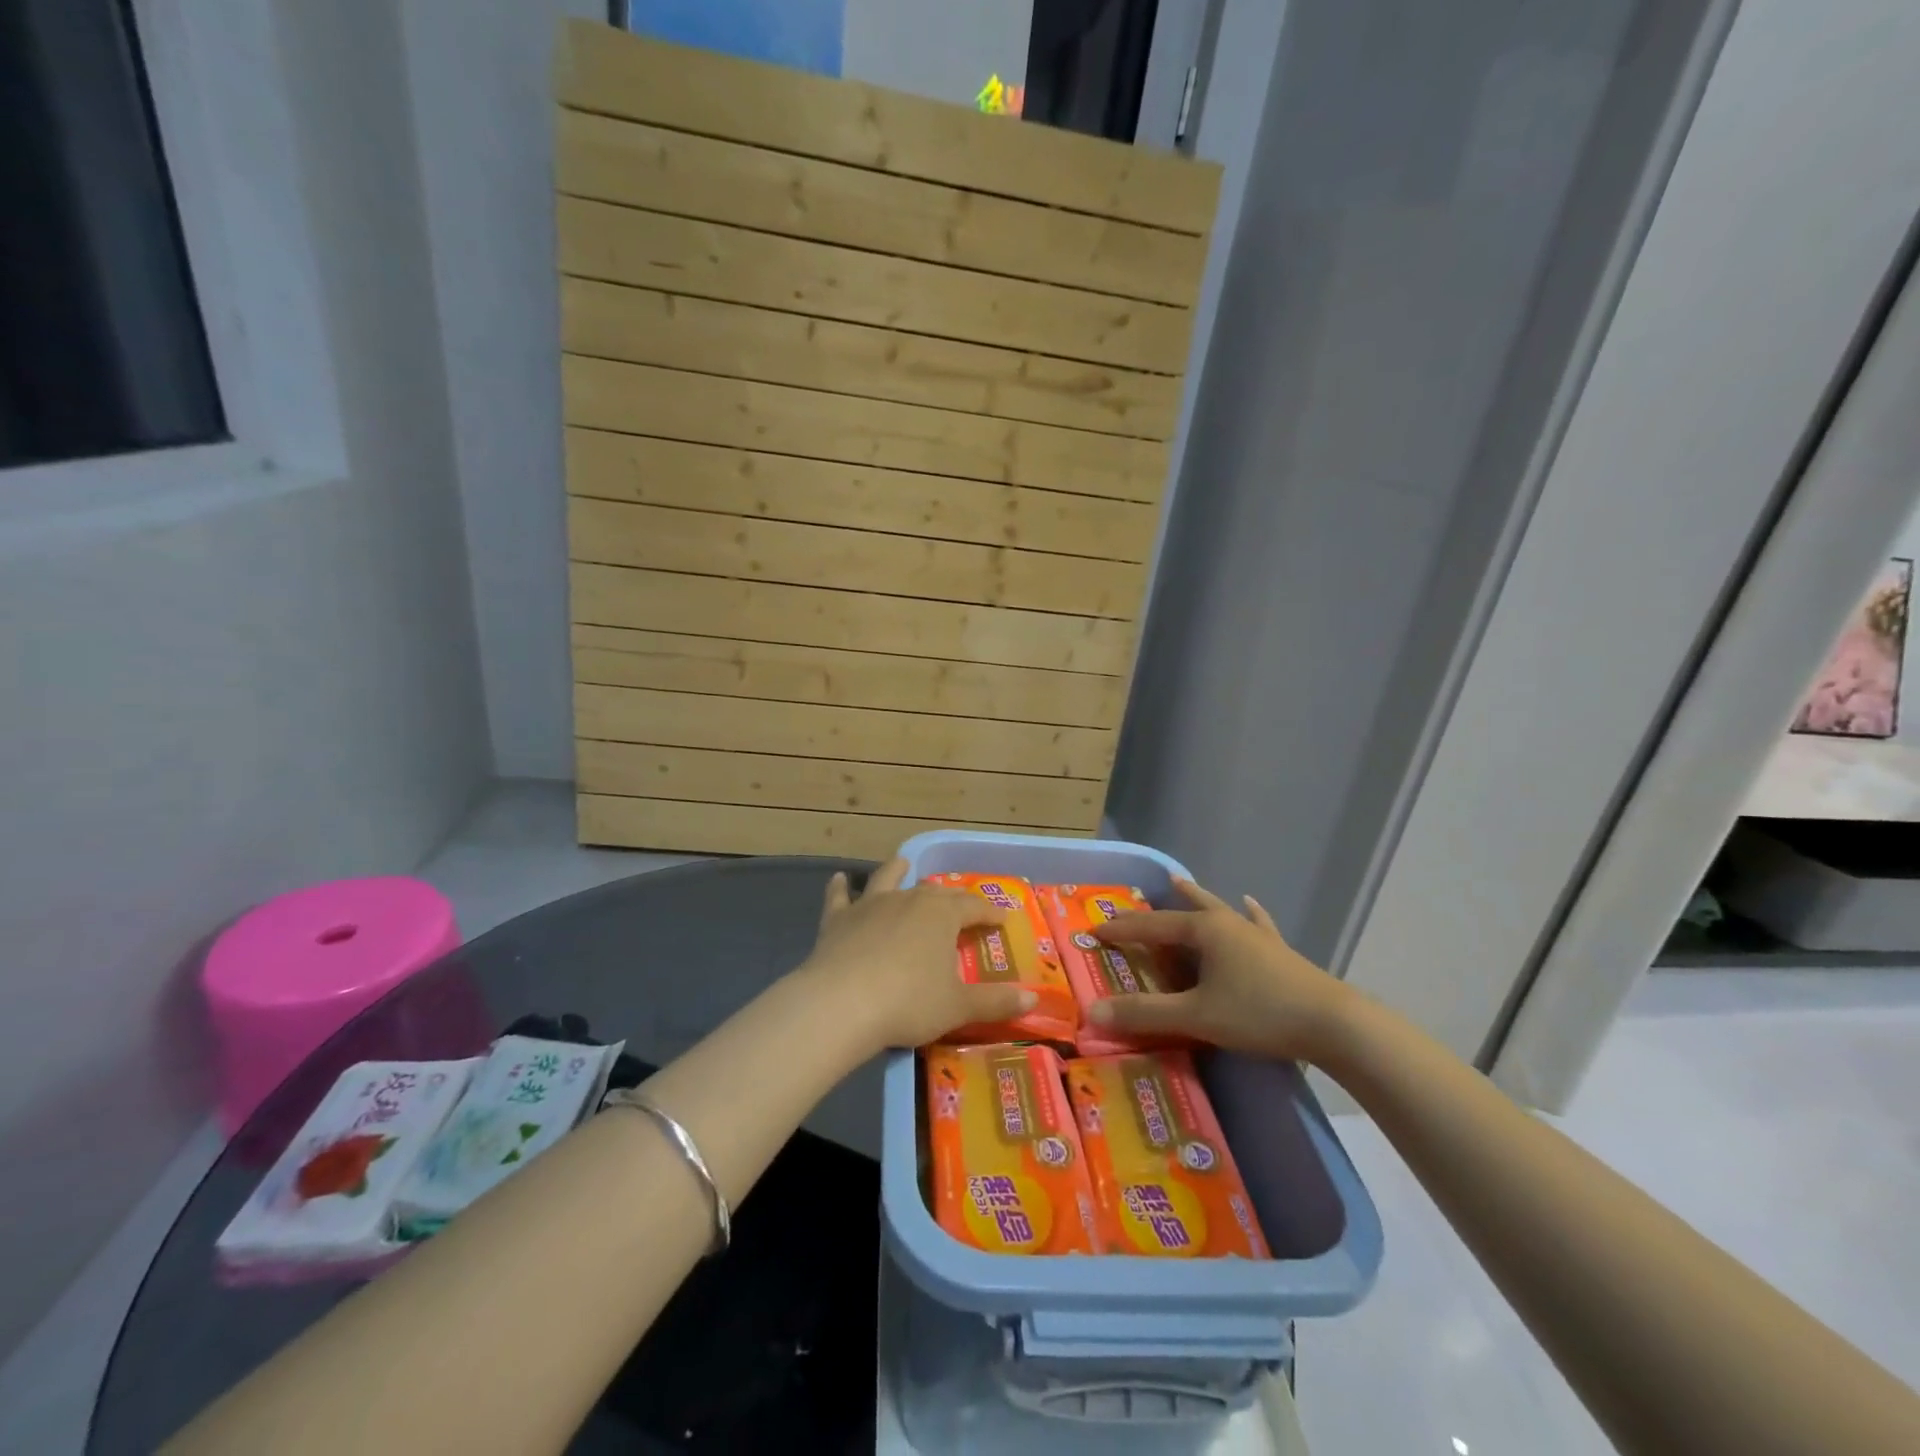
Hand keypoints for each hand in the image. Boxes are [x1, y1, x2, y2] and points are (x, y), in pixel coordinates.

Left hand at [797, 858, 1037, 1052]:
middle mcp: (908, 899)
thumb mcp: (958, 1007)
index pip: (974, 907)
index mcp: (942, 914)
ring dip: (897, 871)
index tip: (1003, 920)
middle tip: (961, 906)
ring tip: (902, 862)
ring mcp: (870, 905)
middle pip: (935, 892)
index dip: (990, 913)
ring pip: (888, 880)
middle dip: (951, 897)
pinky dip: (840, 887)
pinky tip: (839, 878)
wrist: (841, 1004)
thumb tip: (1033, 997)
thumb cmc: (909, 1002)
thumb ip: (996, 1002)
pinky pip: (839, 897)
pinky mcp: (838, 919)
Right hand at [1088, 878, 1356, 1062]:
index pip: (1152, 926)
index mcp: (1205, 931)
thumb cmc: (1260, 1013)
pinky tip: (1251, 903)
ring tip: (1182, 884)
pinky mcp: (1279, 953)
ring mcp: (1256, 936)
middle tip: (1135, 901)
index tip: (1095, 931)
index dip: (1122, 929)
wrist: (1334, 1025)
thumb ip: (1145, 1013)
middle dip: (1158, 908)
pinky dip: (1250, 914)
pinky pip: (1257, 925)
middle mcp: (1228, 924)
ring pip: (1219, 911)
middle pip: (1185, 910)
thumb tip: (1093, 1012)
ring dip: (1198, 900)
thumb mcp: (1197, 1015)